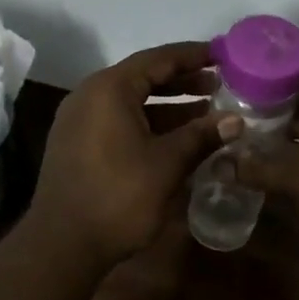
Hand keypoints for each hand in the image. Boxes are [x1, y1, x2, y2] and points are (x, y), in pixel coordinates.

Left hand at [30, 42, 228, 266]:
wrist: (62, 244)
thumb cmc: (118, 196)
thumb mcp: (167, 164)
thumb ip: (202, 136)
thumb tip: (237, 121)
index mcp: (109, 89)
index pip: (158, 59)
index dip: (192, 56)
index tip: (222, 55)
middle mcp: (89, 95)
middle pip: (143, 77)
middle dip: (182, 81)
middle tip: (219, 86)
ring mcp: (79, 120)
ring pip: (131, 102)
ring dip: (168, 105)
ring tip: (206, 111)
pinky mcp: (76, 144)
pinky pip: (118, 120)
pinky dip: (148, 123)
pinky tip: (175, 139)